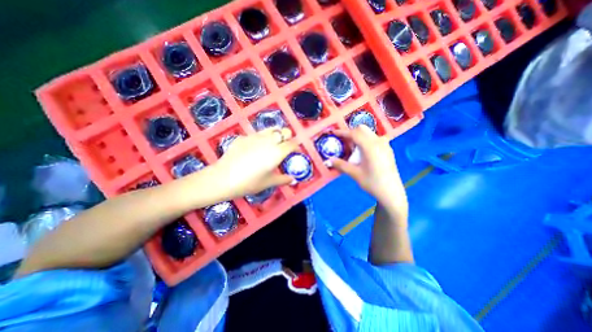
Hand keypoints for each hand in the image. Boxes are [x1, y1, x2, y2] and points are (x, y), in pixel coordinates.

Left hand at [211, 128, 297, 198]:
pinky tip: (254, 149)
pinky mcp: (244, 137)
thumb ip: (283, 180)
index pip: (292, 144)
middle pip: (284, 131)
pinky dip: (261, 139)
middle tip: (284, 147)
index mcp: (277, 152)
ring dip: (275, 135)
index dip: (296, 147)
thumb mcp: (269, 183)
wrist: (223, 178)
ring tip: (272, 145)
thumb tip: (293, 180)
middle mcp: (268, 141)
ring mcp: (255, 136)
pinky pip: (257, 134)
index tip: (296, 153)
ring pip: (271, 129)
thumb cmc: (249, 183)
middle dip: (288, 137)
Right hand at [329, 124, 406, 212]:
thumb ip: (341, 165)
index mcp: (370, 146)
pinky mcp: (388, 149)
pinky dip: (366, 140)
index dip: (342, 132)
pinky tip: (363, 152)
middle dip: (351, 132)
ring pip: (369, 133)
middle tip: (343, 141)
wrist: (391, 193)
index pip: (354, 133)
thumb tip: (328, 160)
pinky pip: (375, 139)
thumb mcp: (354, 174)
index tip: (334, 133)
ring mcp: (385, 145)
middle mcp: (379, 142)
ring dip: (359, 136)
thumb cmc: (372, 183)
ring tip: (352, 148)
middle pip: (362, 129)